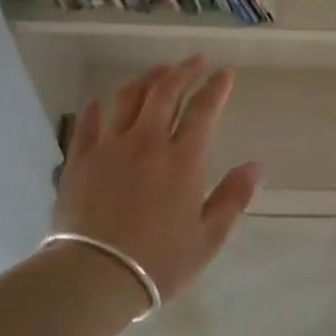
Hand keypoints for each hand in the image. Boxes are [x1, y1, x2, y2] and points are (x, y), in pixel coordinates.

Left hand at [53, 57, 262, 303]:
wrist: (95, 276)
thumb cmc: (159, 262)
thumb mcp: (208, 237)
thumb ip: (233, 197)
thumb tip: (255, 165)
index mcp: (182, 160)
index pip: (204, 110)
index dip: (216, 88)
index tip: (225, 73)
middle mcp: (146, 142)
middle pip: (165, 92)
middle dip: (183, 71)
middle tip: (195, 60)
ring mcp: (109, 147)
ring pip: (127, 98)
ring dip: (145, 79)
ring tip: (157, 72)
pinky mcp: (80, 160)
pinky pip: (88, 123)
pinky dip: (98, 108)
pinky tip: (101, 102)